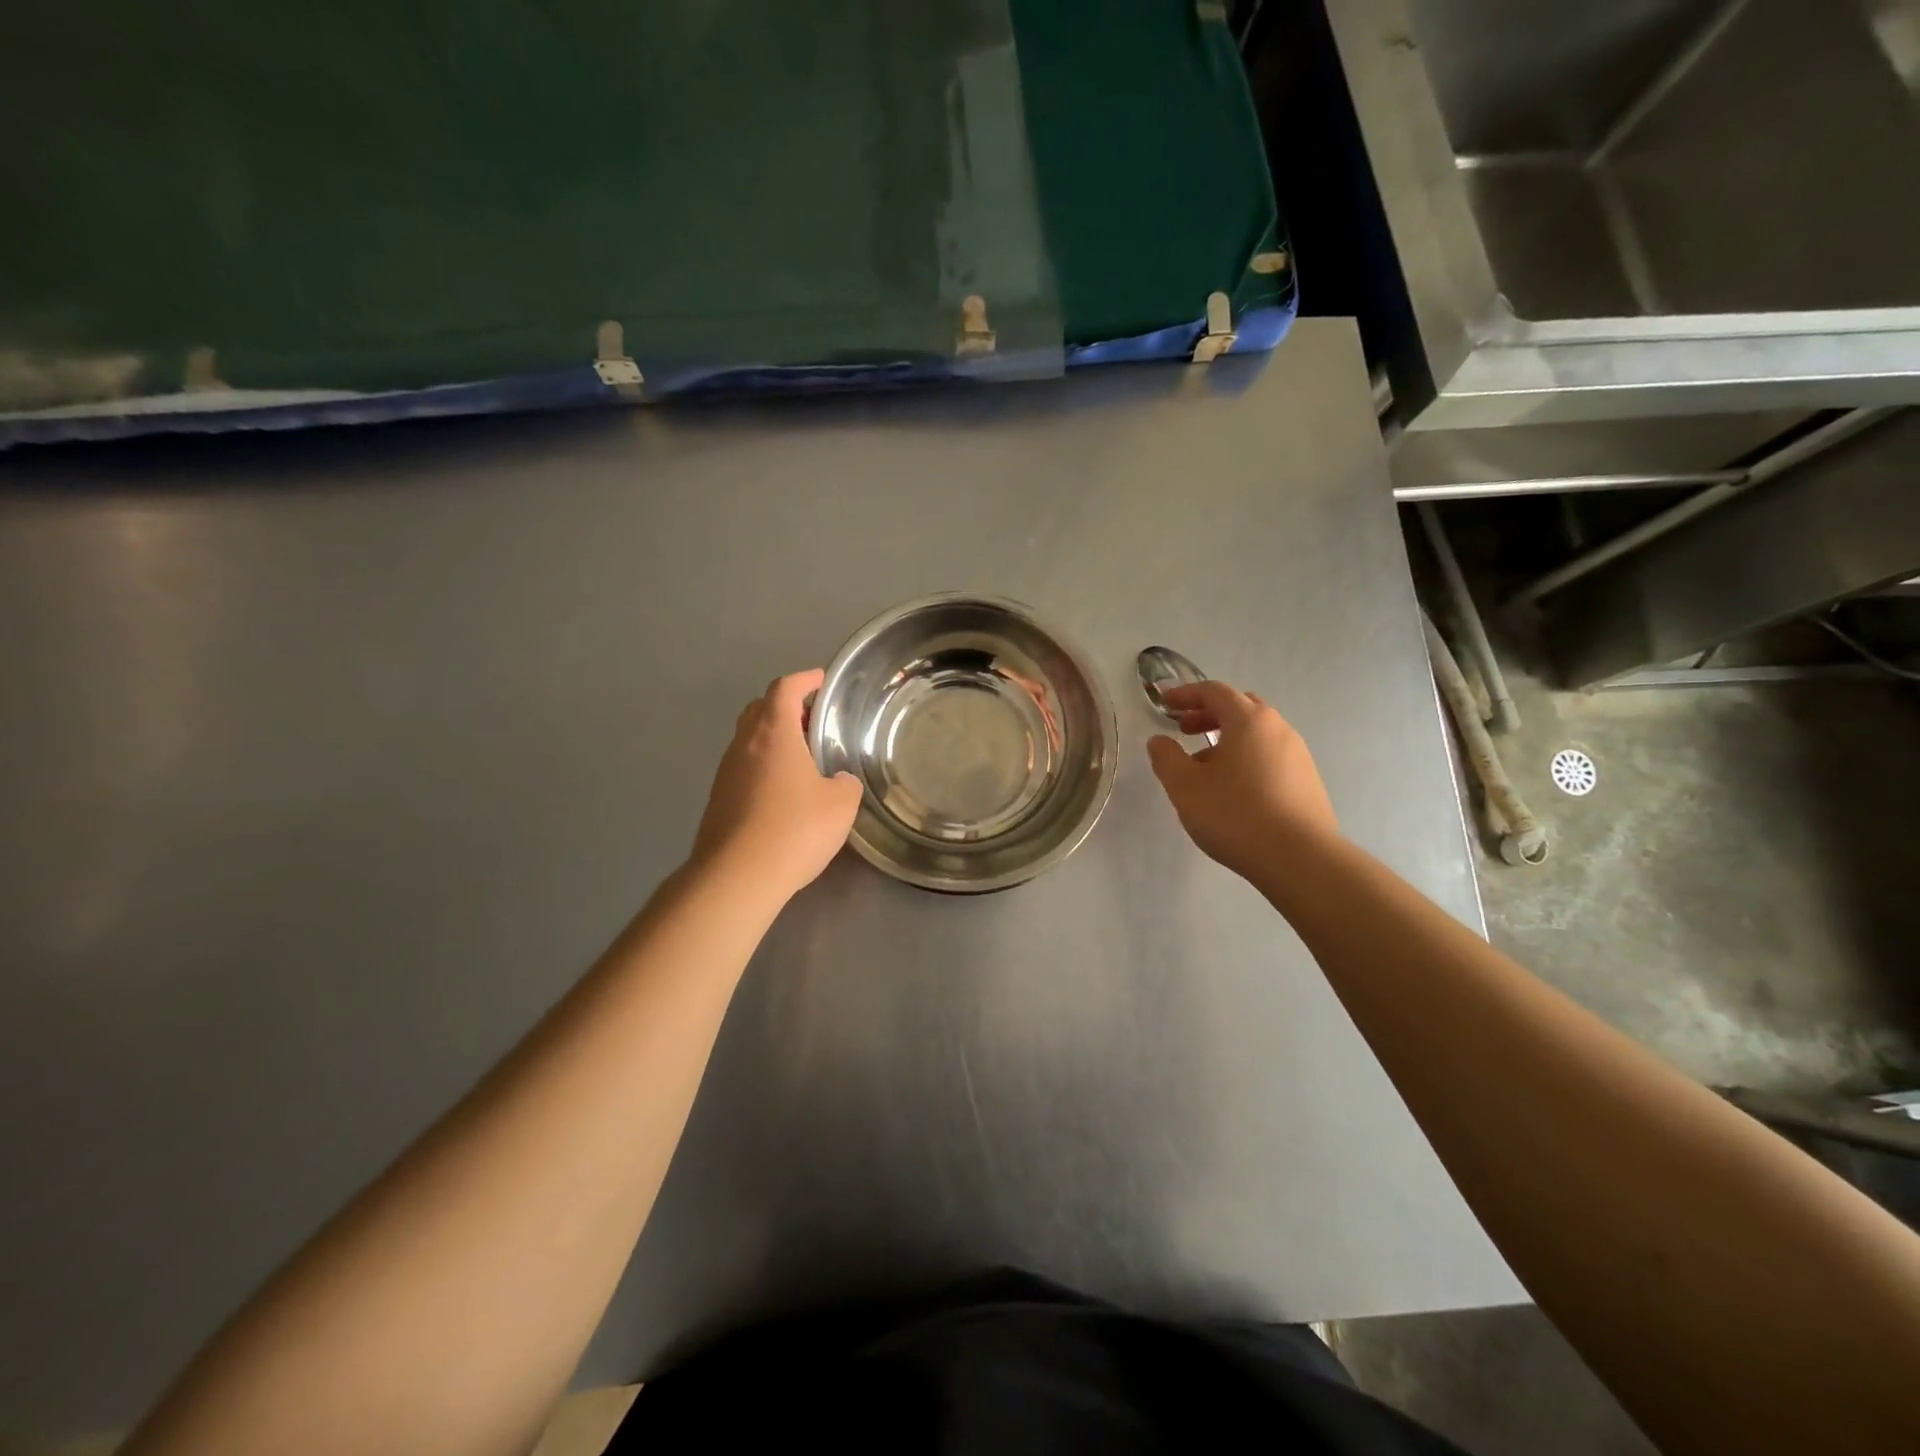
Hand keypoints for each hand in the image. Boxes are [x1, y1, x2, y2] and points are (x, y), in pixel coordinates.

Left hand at [692, 669, 863, 902]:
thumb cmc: (795, 829)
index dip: (804, 679)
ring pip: (749, 741)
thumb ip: (844, 783)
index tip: (821, 680)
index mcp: (773, 733)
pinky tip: (783, 793)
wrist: (737, 876)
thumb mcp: (840, 804)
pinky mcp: (718, 801)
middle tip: (812, 720)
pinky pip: (743, 769)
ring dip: (773, 739)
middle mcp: (743, 745)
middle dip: (786, 707)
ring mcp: (726, 773)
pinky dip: (763, 767)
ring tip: (801, 758)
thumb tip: (836, 781)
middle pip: (760, 710)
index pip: (785, 688)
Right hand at [1146, 681, 1338, 881]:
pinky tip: (1233, 788)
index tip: (1164, 703)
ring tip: (1204, 766)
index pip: (1214, 692)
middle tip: (1184, 730)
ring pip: (1257, 733)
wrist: (1300, 859)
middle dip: (1208, 713)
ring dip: (1228, 738)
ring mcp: (1298, 754)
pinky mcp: (1307, 780)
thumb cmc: (1235, 815)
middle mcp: (1278, 728)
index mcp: (1248, 720)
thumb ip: (1166, 758)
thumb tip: (1159, 741)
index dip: (1185, 694)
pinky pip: (1270, 755)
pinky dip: (1246, 757)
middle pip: (1240, 707)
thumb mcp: (1185, 787)